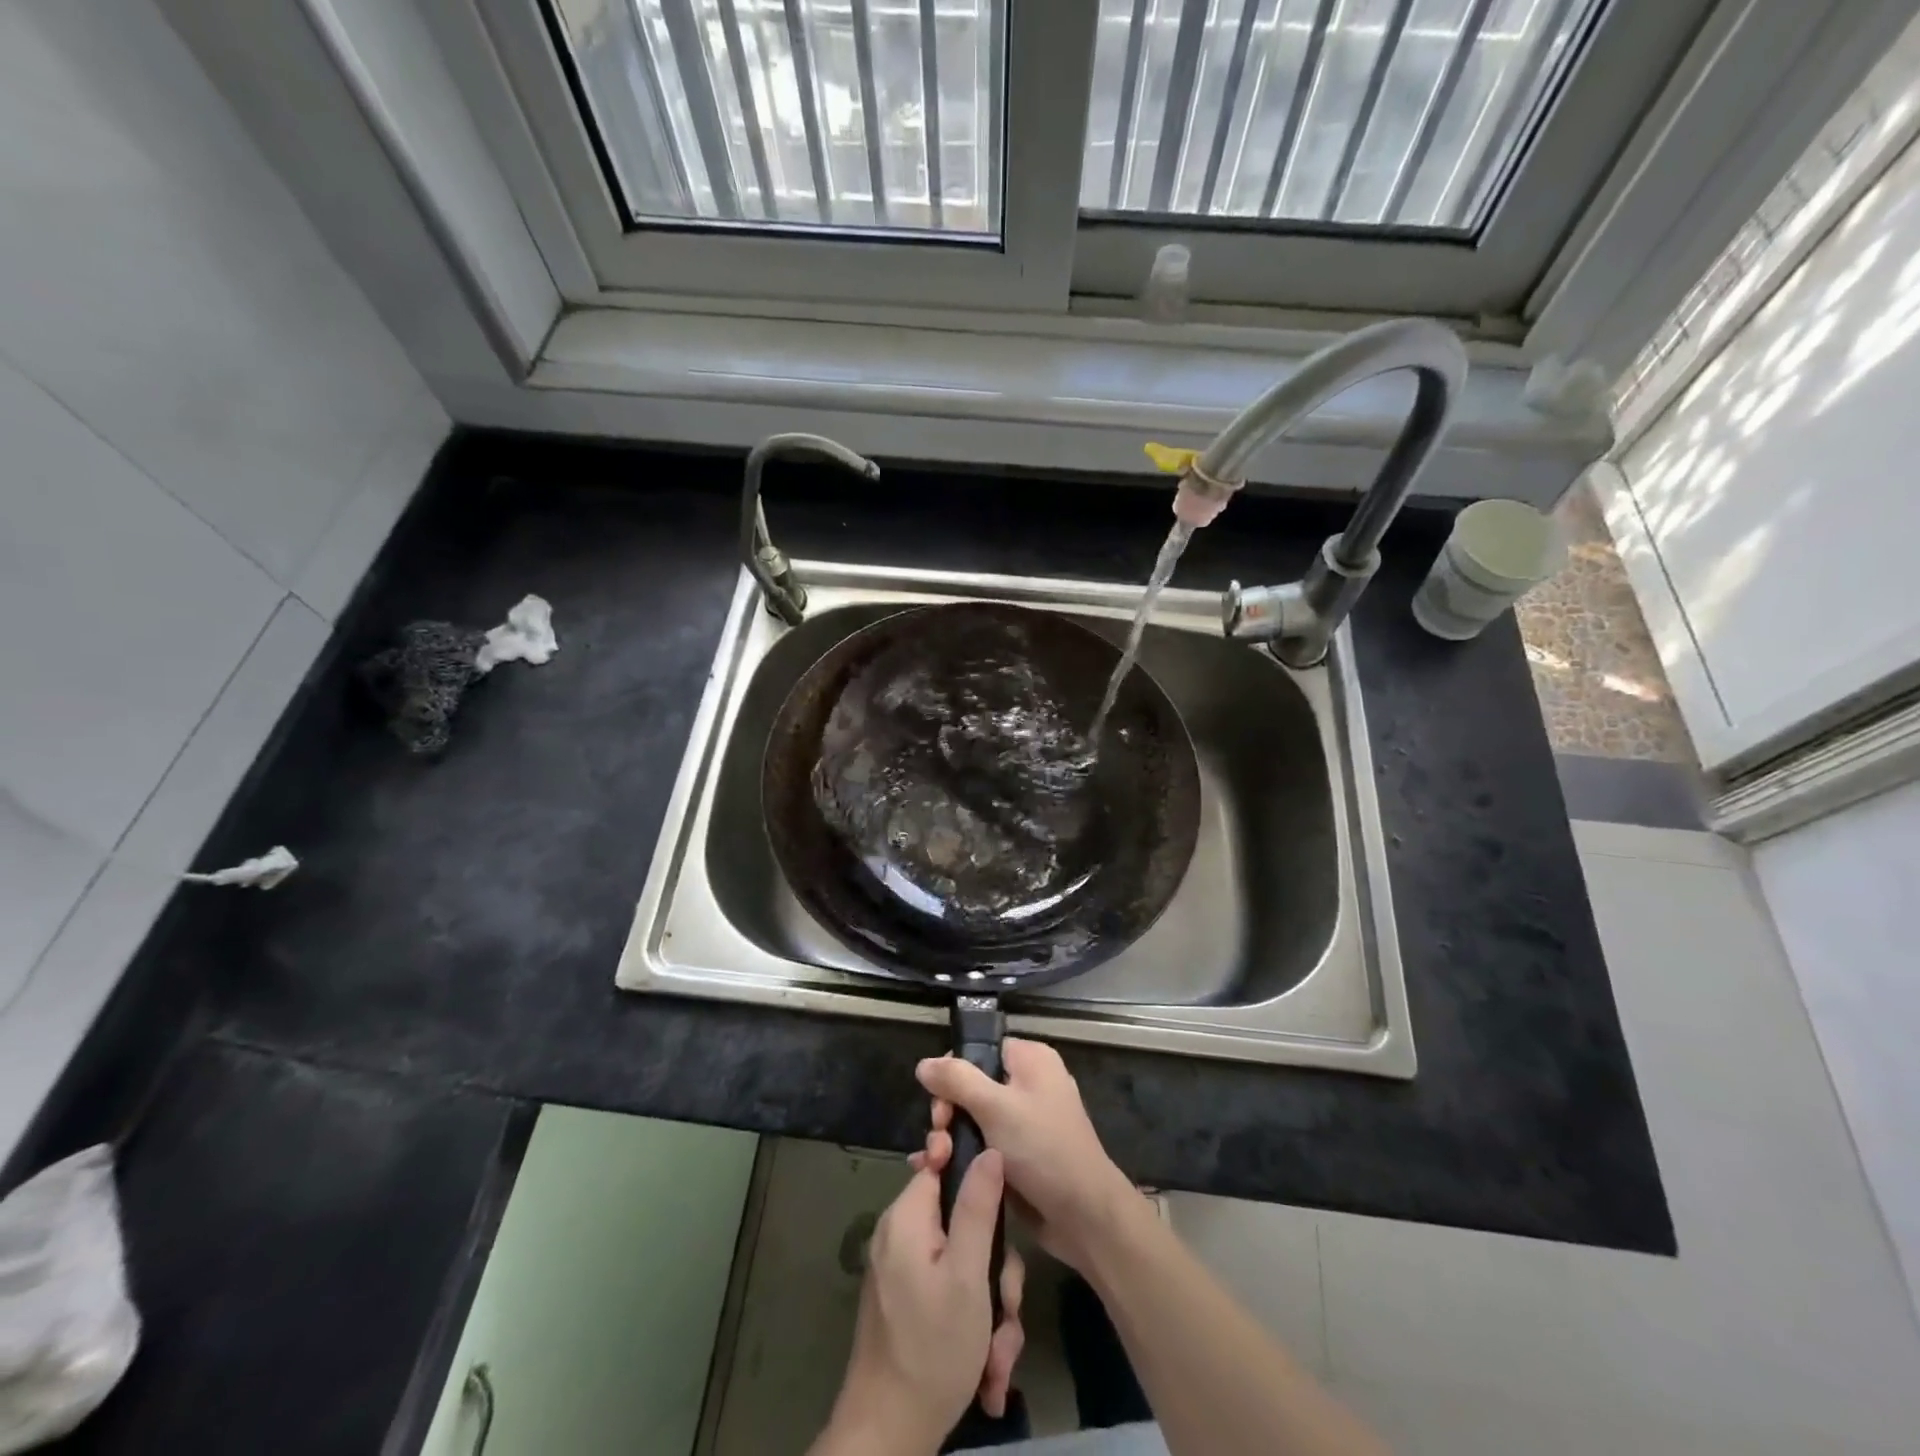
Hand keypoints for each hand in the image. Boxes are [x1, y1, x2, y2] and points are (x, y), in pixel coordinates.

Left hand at [817, 1152, 1026, 1455]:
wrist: (888, 1436)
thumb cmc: (932, 1348)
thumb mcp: (968, 1275)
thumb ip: (978, 1207)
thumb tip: (989, 1149)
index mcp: (908, 1217)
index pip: (942, 1164)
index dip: (975, 1176)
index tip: (1001, 1209)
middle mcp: (902, 1236)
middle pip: (964, 1224)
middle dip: (995, 1273)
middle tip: (1006, 1311)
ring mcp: (905, 1272)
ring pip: (965, 1266)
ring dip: (991, 1311)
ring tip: (997, 1359)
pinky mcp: (911, 1304)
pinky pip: (952, 1293)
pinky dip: (974, 1326)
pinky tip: (986, 1371)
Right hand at [916, 1039, 1140, 1273]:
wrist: (1083, 1215)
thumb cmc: (1042, 1148)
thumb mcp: (995, 1107)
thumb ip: (957, 1080)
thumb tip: (923, 1064)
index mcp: (1030, 1060)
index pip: (980, 1050)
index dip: (954, 1071)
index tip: (939, 1102)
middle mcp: (1028, 1085)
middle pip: (971, 1086)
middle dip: (947, 1112)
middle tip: (939, 1138)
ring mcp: (1023, 1123)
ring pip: (972, 1119)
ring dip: (949, 1139)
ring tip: (935, 1163)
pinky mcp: (1018, 1156)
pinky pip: (981, 1145)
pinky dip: (960, 1156)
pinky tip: (936, 1172)